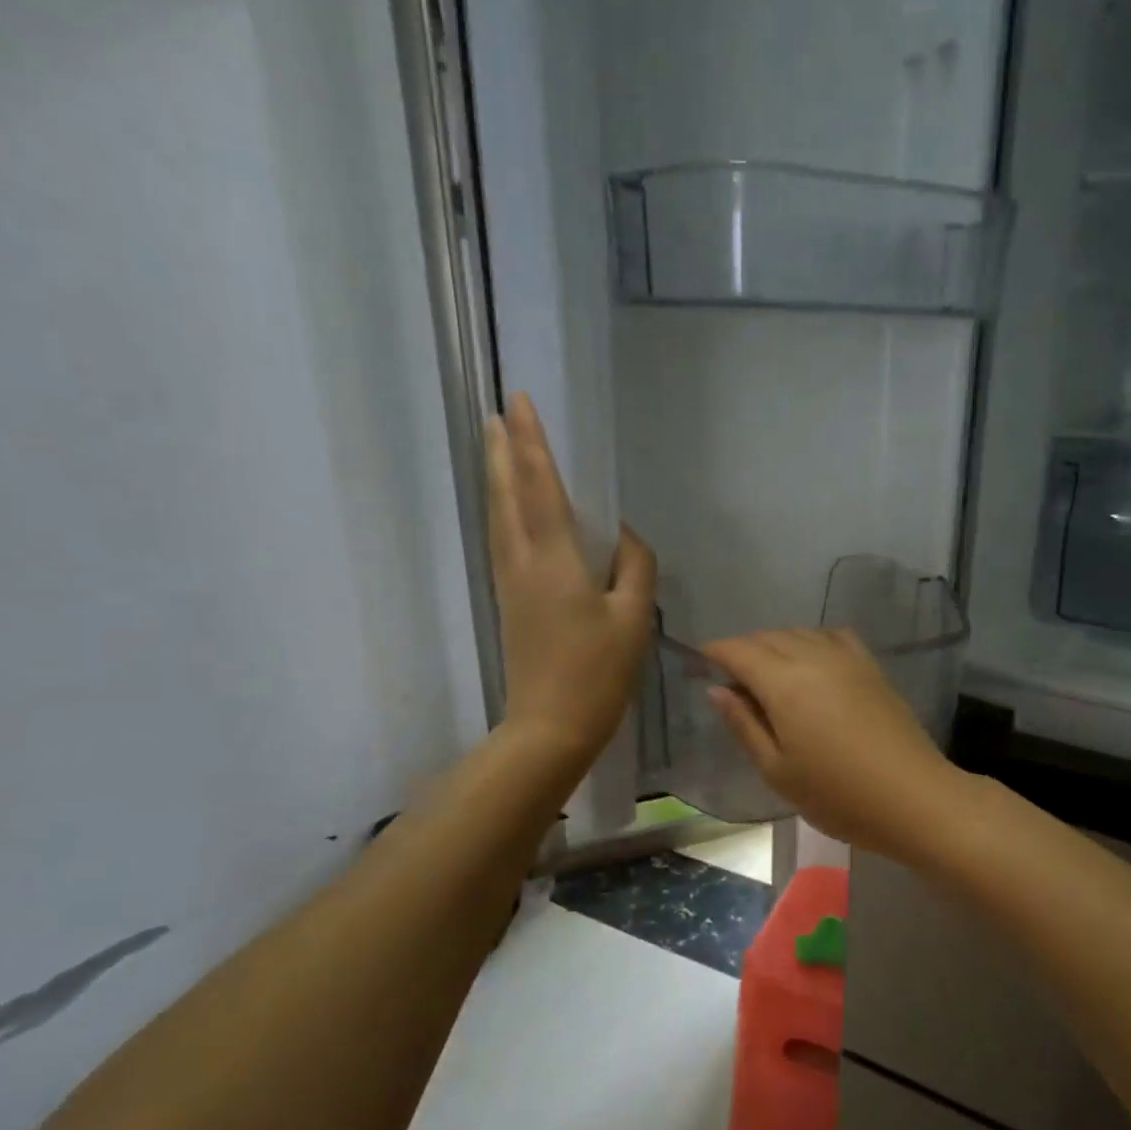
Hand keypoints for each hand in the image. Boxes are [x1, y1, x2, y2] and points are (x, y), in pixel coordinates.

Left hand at [486, 394, 655, 770]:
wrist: (550, 726)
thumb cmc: (598, 672)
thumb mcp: (633, 619)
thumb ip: (634, 567)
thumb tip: (625, 536)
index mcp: (555, 560)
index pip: (541, 487)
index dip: (532, 443)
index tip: (519, 403)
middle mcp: (523, 562)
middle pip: (508, 496)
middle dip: (502, 452)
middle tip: (497, 414)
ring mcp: (511, 583)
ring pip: (499, 517)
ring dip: (498, 478)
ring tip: (496, 448)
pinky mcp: (510, 602)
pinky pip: (503, 540)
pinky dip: (503, 511)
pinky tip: (507, 510)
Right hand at [702, 629, 961, 859]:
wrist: (913, 797)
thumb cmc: (837, 794)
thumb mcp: (777, 770)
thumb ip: (744, 725)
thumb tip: (717, 689)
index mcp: (784, 682)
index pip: (739, 650)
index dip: (715, 652)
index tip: (699, 662)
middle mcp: (813, 657)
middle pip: (768, 637)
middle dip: (743, 649)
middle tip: (730, 678)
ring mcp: (847, 658)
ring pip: (799, 633)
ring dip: (776, 644)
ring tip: (767, 673)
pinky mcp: (871, 666)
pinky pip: (832, 636)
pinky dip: (812, 641)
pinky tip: (812, 662)